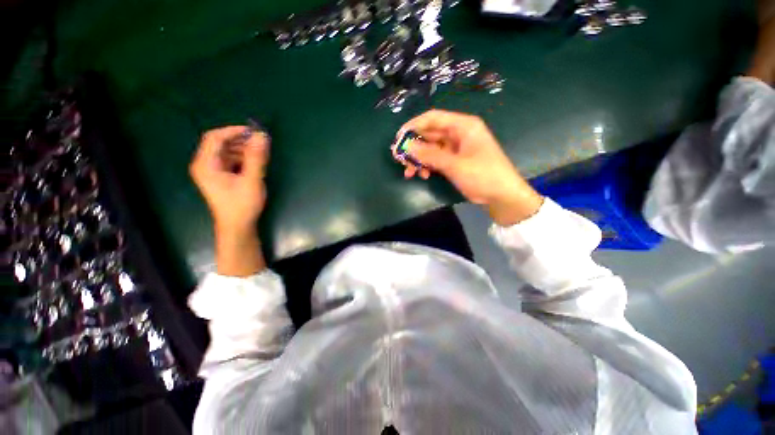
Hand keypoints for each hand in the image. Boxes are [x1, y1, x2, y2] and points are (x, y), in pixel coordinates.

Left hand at [189, 126, 268, 275]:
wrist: (237, 227)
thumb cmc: (242, 205)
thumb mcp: (251, 180)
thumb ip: (256, 157)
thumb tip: (262, 136)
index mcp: (206, 164)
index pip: (215, 138)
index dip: (234, 131)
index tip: (254, 132)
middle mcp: (204, 165)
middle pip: (220, 144)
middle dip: (240, 141)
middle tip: (260, 142)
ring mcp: (212, 172)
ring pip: (226, 152)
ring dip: (243, 149)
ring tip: (260, 153)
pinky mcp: (220, 177)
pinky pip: (230, 161)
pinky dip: (242, 158)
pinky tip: (254, 163)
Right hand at [398, 110, 543, 225]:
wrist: (501, 196)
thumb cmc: (483, 175)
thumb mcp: (455, 165)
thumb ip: (430, 155)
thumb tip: (407, 147)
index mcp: (463, 126)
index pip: (433, 118)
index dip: (414, 125)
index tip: (399, 137)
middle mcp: (458, 134)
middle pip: (430, 134)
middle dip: (414, 147)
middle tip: (399, 159)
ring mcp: (456, 148)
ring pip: (431, 149)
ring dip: (419, 159)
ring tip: (409, 172)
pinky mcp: (454, 161)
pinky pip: (436, 159)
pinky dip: (427, 166)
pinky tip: (423, 175)